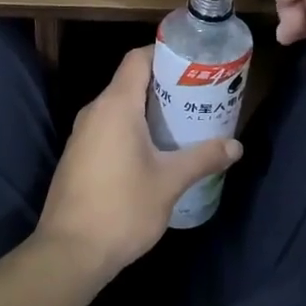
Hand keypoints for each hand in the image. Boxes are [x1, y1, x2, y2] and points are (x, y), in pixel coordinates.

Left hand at [37, 47, 241, 277]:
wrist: (69, 252)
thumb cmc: (122, 208)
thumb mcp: (170, 182)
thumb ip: (203, 158)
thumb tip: (236, 146)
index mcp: (116, 105)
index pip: (138, 58)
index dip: (164, 53)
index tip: (193, 63)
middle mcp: (95, 111)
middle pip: (129, 81)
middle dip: (164, 84)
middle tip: (197, 95)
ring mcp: (81, 134)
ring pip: (118, 106)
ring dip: (147, 109)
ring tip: (181, 121)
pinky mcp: (77, 155)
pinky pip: (108, 127)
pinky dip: (131, 128)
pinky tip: (154, 150)